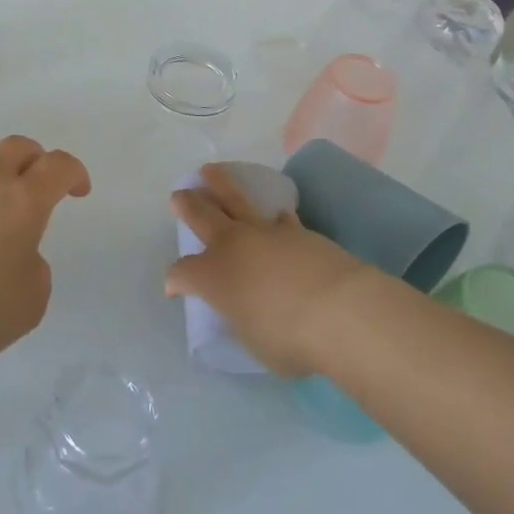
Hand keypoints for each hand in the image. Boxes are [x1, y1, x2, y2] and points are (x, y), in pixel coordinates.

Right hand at [168, 164, 379, 376]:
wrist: (339, 312)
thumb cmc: (288, 340)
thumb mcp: (252, 341)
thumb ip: (242, 321)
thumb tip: (246, 312)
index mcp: (211, 276)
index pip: (181, 272)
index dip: (174, 281)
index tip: (174, 290)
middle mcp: (231, 246)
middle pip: (200, 215)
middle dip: (187, 204)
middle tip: (178, 195)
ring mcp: (264, 233)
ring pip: (234, 198)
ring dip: (219, 184)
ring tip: (210, 172)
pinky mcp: (297, 230)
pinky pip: (278, 217)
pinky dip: (274, 217)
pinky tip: (277, 217)